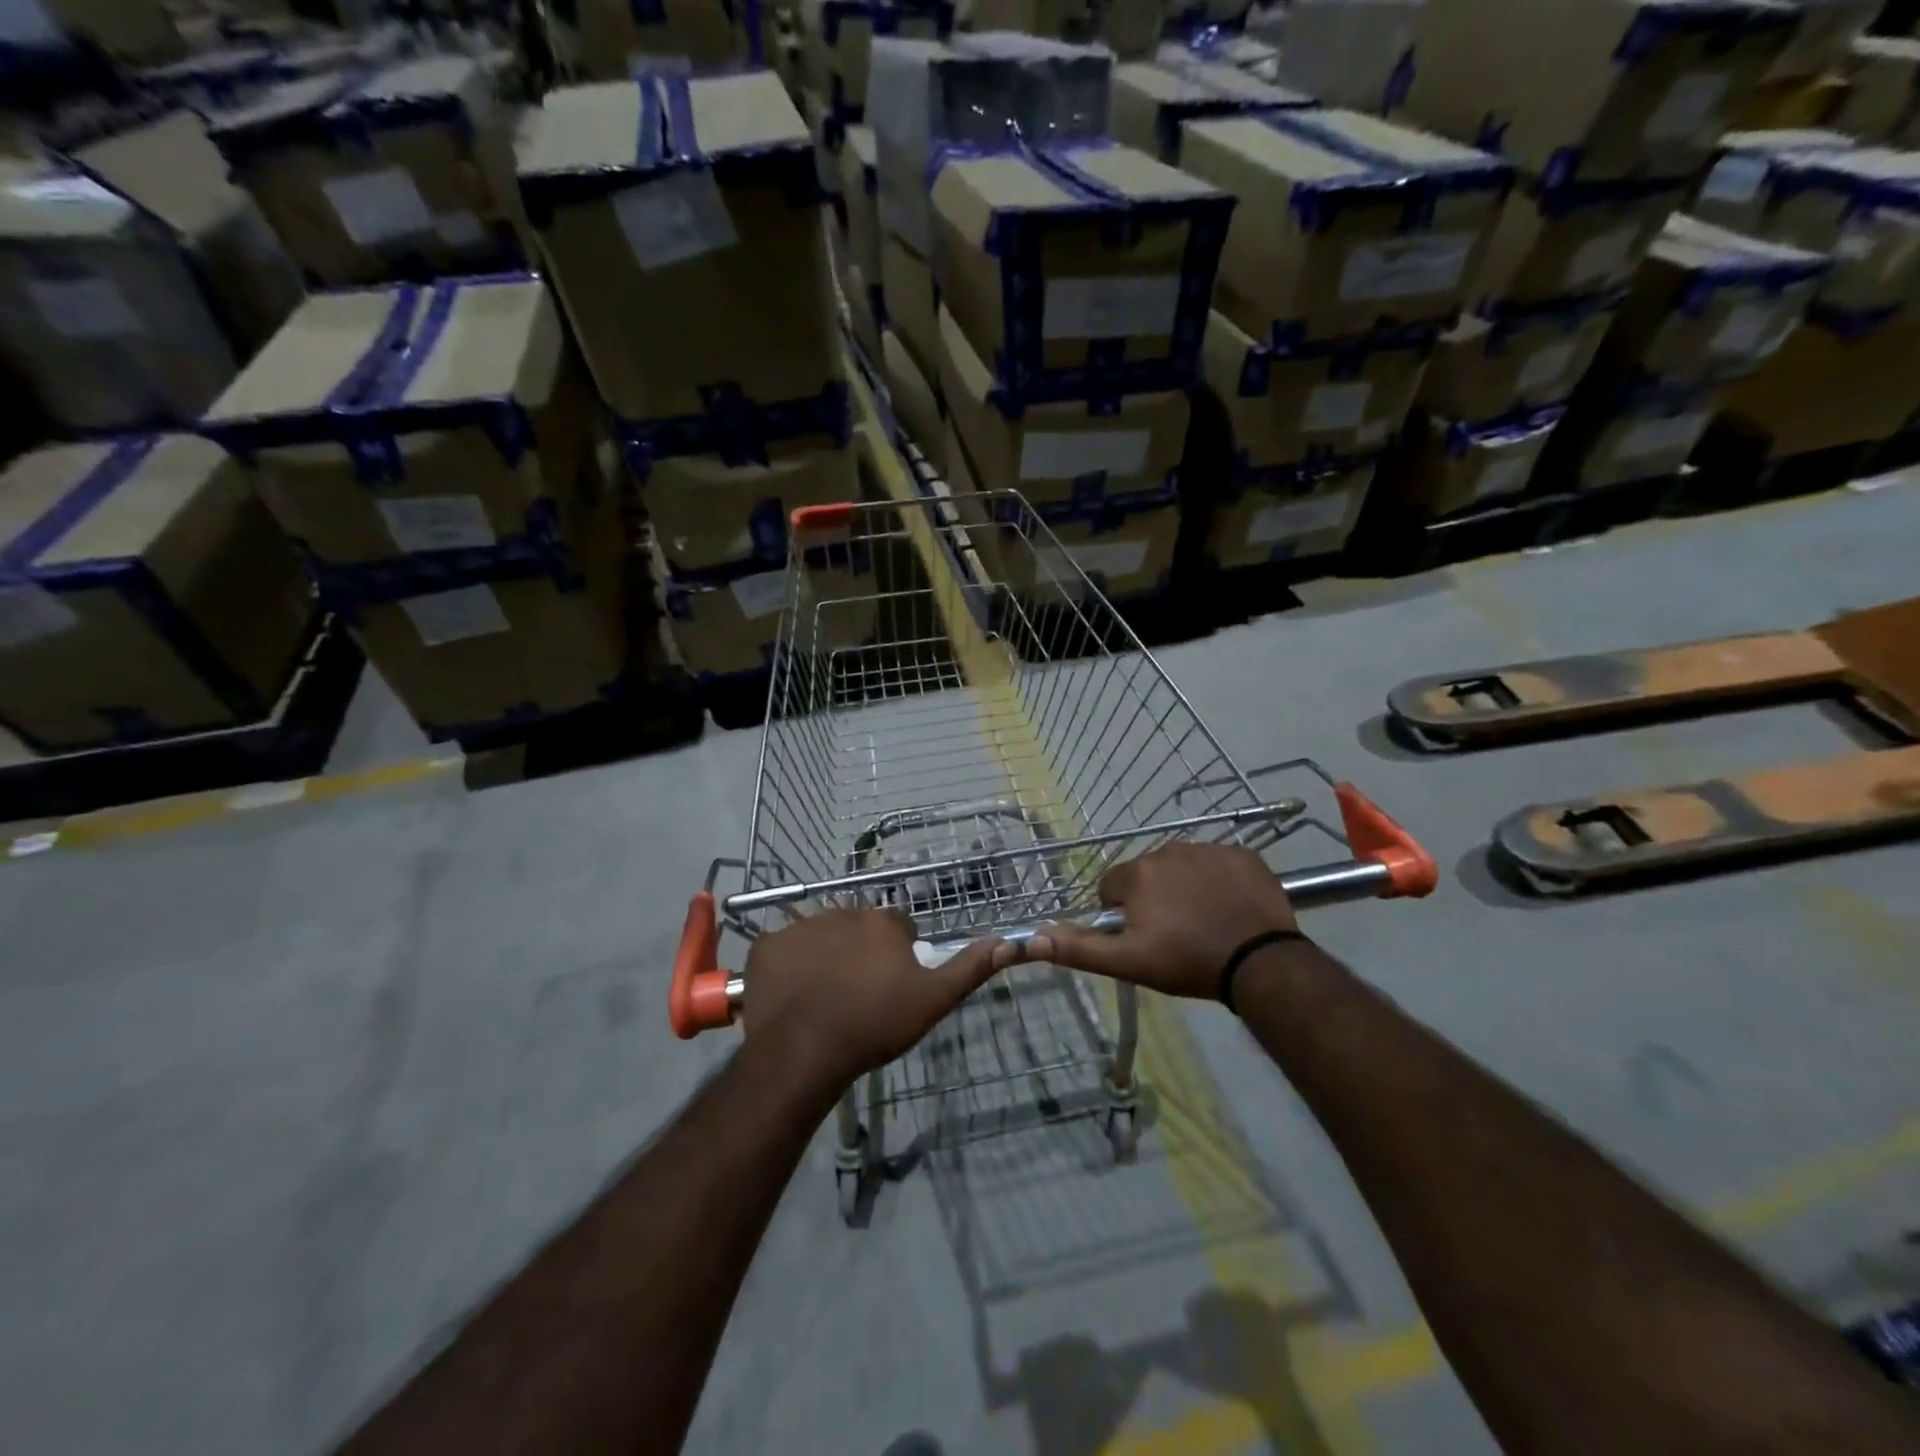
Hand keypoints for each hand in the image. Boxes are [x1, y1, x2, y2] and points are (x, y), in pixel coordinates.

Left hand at [739, 908, 1014, 1094]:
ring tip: (823, 997)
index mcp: (882, 922)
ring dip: (824, 956)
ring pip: (819, 936)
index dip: (897, 955)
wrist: (805, 1051)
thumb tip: (1009, 941)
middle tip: (857, 994)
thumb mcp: (932, 1000)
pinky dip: (787, 966)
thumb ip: (969, 968)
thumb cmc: (874, 1025)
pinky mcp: (766, 945)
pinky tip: (792, 995)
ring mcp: (800, 926)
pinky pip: (782, 949)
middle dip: (859, 951)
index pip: (897, 928)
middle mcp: (842, 912)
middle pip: (857, 929)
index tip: (891, 985)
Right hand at [1025, 843, 1298, 998]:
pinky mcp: (1243, 854)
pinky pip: (1218, 864)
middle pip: (1147, 875)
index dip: (1122, 913)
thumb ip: (1079, 948)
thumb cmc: (1187, 961)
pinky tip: (1230, 909)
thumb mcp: (1128, 962)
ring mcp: (1209, 848)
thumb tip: (1032, 939)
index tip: (1142, 937)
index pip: (1112, 886)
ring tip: (1203, 923)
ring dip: (1185, 888)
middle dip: (1153, 899)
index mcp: (1138, 873)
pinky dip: (1219, 882)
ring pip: (1182, 868)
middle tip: (1174, 934)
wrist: (1260, 962)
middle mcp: (1168, 850)